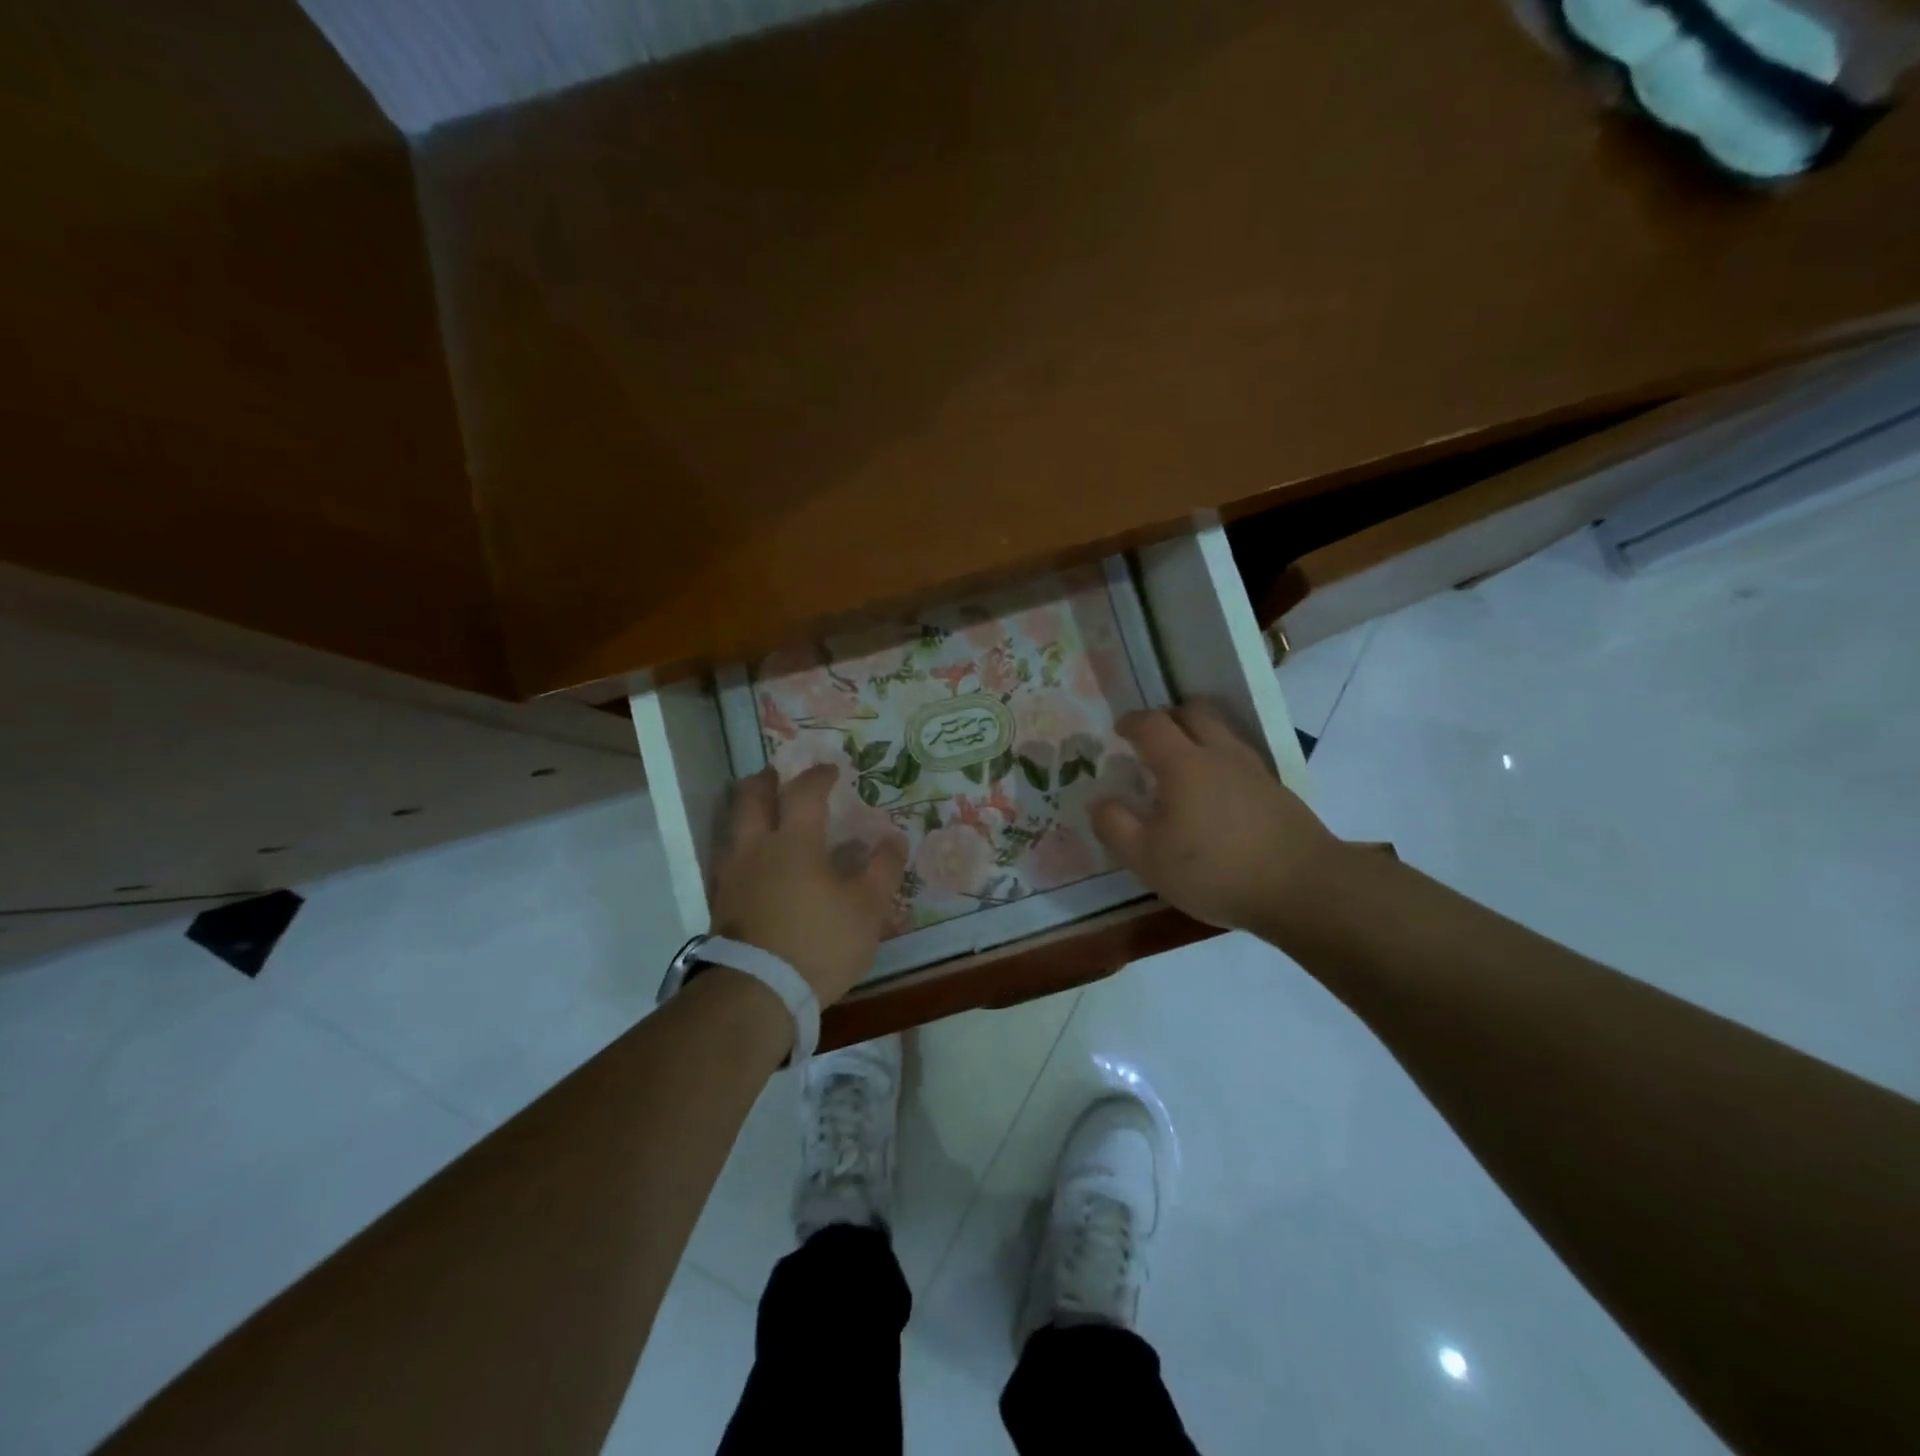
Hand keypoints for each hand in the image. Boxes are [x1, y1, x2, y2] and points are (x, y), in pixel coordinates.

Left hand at [710, 764, 907, 1006]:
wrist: (756, 993)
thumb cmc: (819, 942)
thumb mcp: (867, 908)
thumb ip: (882, 869)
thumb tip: (893, 838)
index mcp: (794, 842)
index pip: (804, 792)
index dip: (818, 776)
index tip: (831, 770)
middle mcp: (756, 848)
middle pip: (750, 798)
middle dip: (766, 781)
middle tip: (778, 776)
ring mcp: (732, 876)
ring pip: (731, 827)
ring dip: (747, 812)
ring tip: (764, 816)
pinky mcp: (720, 903)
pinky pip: (729, 859)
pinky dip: (743, 847)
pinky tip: (757, 864)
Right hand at [1090, 703, 1344, 935]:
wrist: (1302, 889)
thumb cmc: (1214, 871)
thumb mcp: (1147, 858)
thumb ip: (1115, 826)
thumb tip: (1100, 801)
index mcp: (1183, 763)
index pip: (1152, 724)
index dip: (1132, 722)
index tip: (1119, 730)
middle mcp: (1220, 754)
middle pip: (1194, 712)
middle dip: (1168, 716)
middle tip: (1152, 736)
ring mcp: (1254, 770)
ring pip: (1222, 732)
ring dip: (1198, 734)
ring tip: (1182, 760)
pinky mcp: (1276, 790)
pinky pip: (1240, 757)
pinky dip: (1220, 759)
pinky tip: (1215, 791)